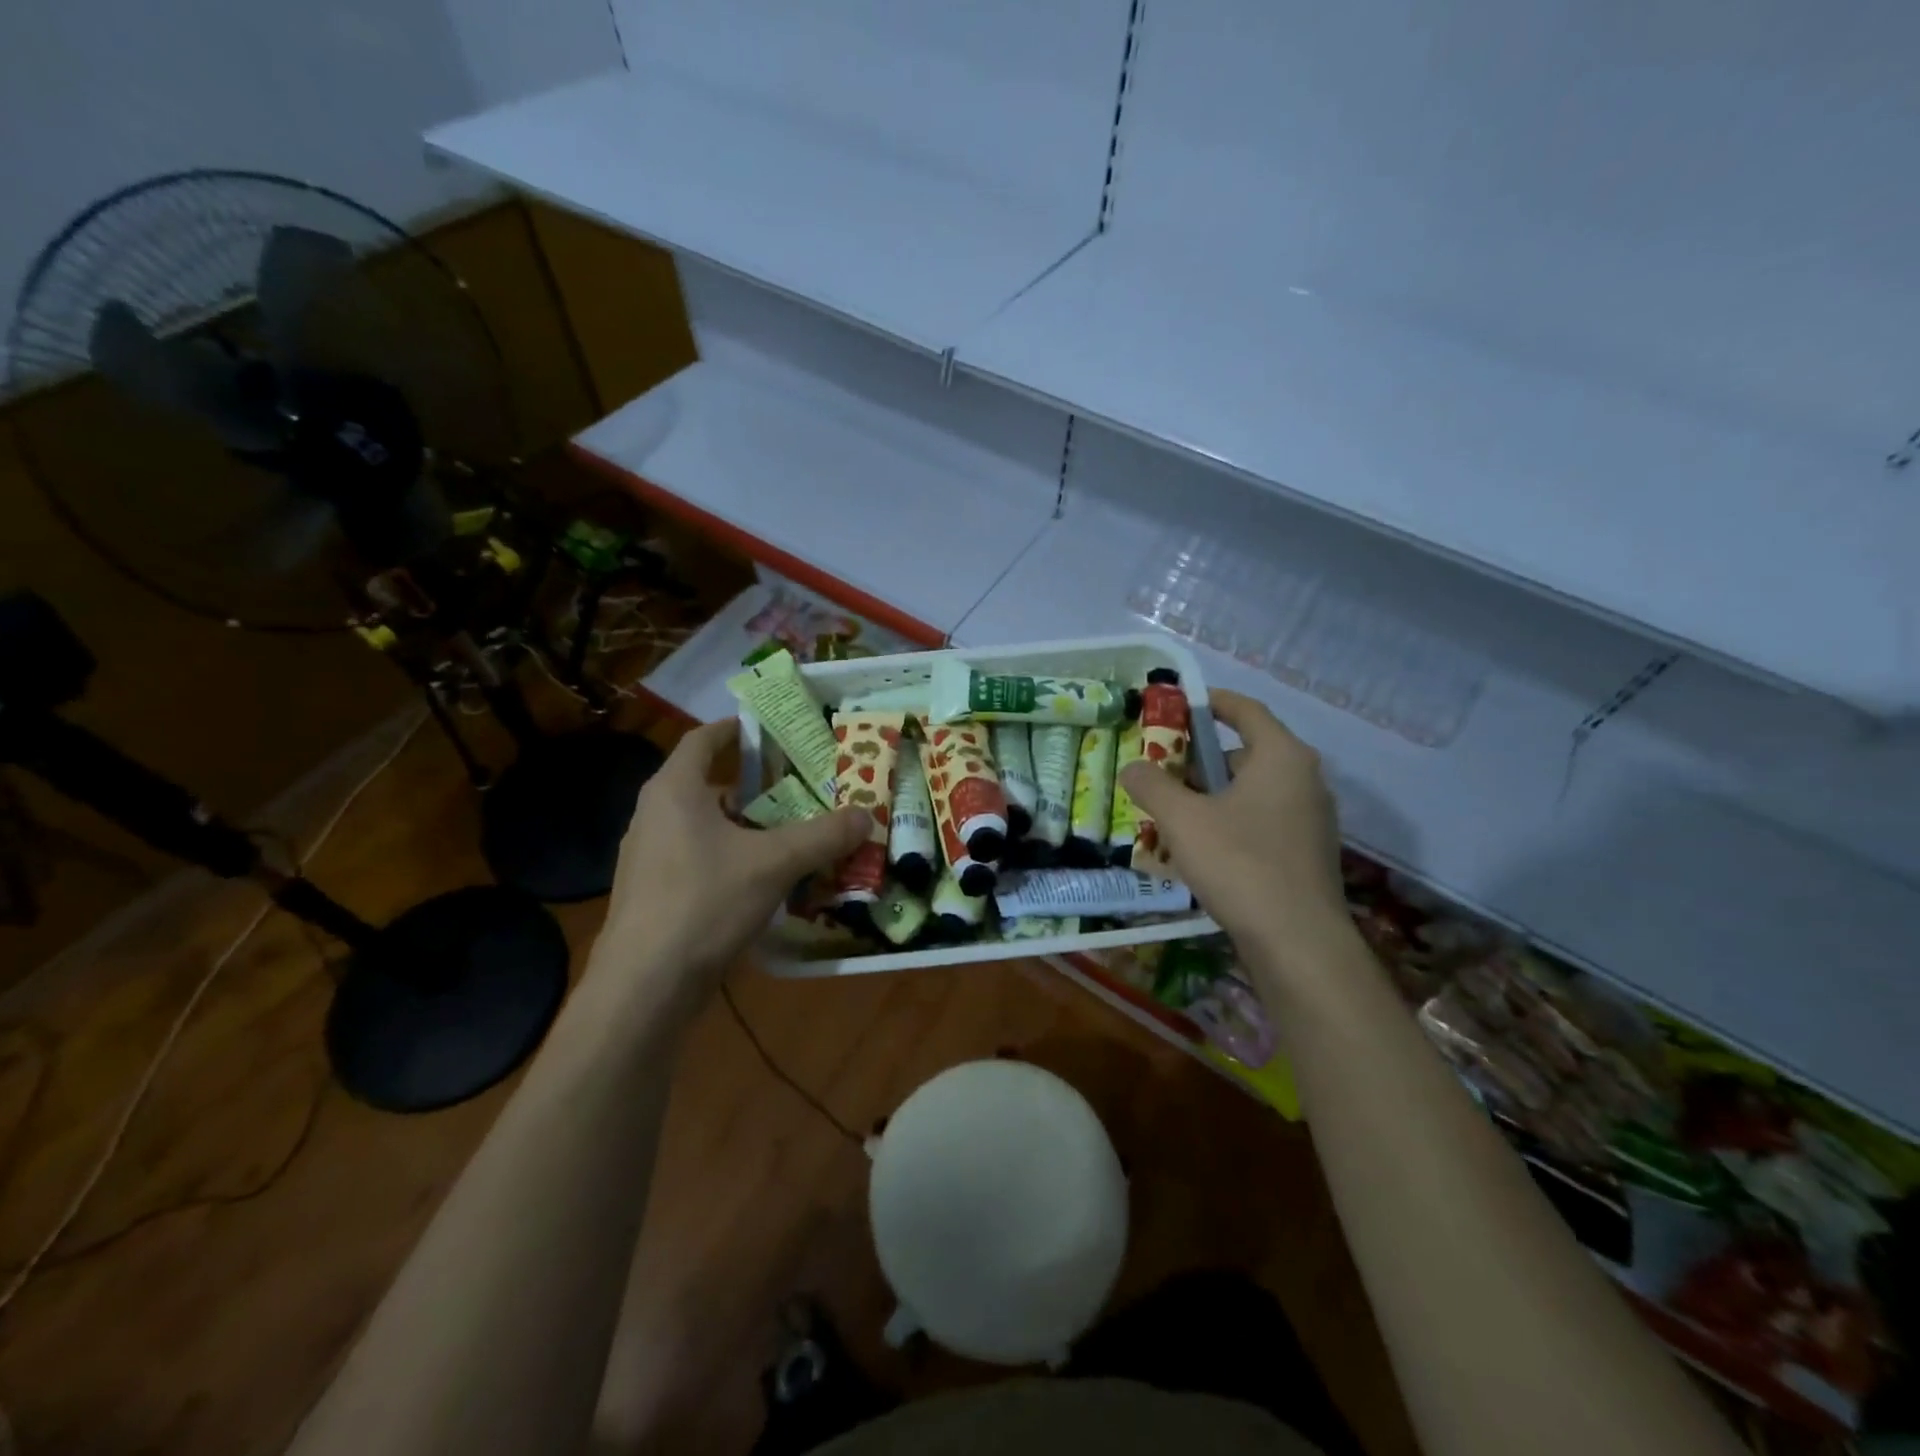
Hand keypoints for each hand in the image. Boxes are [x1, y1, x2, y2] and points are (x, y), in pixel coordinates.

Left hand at [600, 718, 868, 993]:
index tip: (771, 730)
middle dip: (756, 788)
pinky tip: (765, 883)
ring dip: (746, 829)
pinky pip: (699, 861)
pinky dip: (732, 861)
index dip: (735, 729)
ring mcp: (649, 858)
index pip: (703, 740)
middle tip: (800, 791)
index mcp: (674, 791)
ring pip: (706, 828)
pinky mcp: (654, 895)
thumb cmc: (704, 902)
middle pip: (709, 786)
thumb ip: (823, 836)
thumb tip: (866, 815)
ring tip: (791, 837)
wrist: (644, 986)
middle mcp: (655, 816)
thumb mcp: (774, 863)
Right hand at [1119, 689, 1351, 977]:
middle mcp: (1304, 779)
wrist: (1297, 942)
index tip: (1177, 706)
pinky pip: (1261, 820)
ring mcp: (1310, 818)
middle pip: (1245, 752)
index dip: (1209, 703)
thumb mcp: (1183, 820)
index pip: (1245, 710)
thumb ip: (1152, 785)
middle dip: (1199, 759)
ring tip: (1171, 811)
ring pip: (1251, 790)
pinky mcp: (1306, 852)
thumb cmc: (1240, 864)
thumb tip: (1132, 767)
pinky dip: (1230, 821)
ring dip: (1211, 794)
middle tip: (1161, 770)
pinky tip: (1200, 847)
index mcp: (1282, 756)